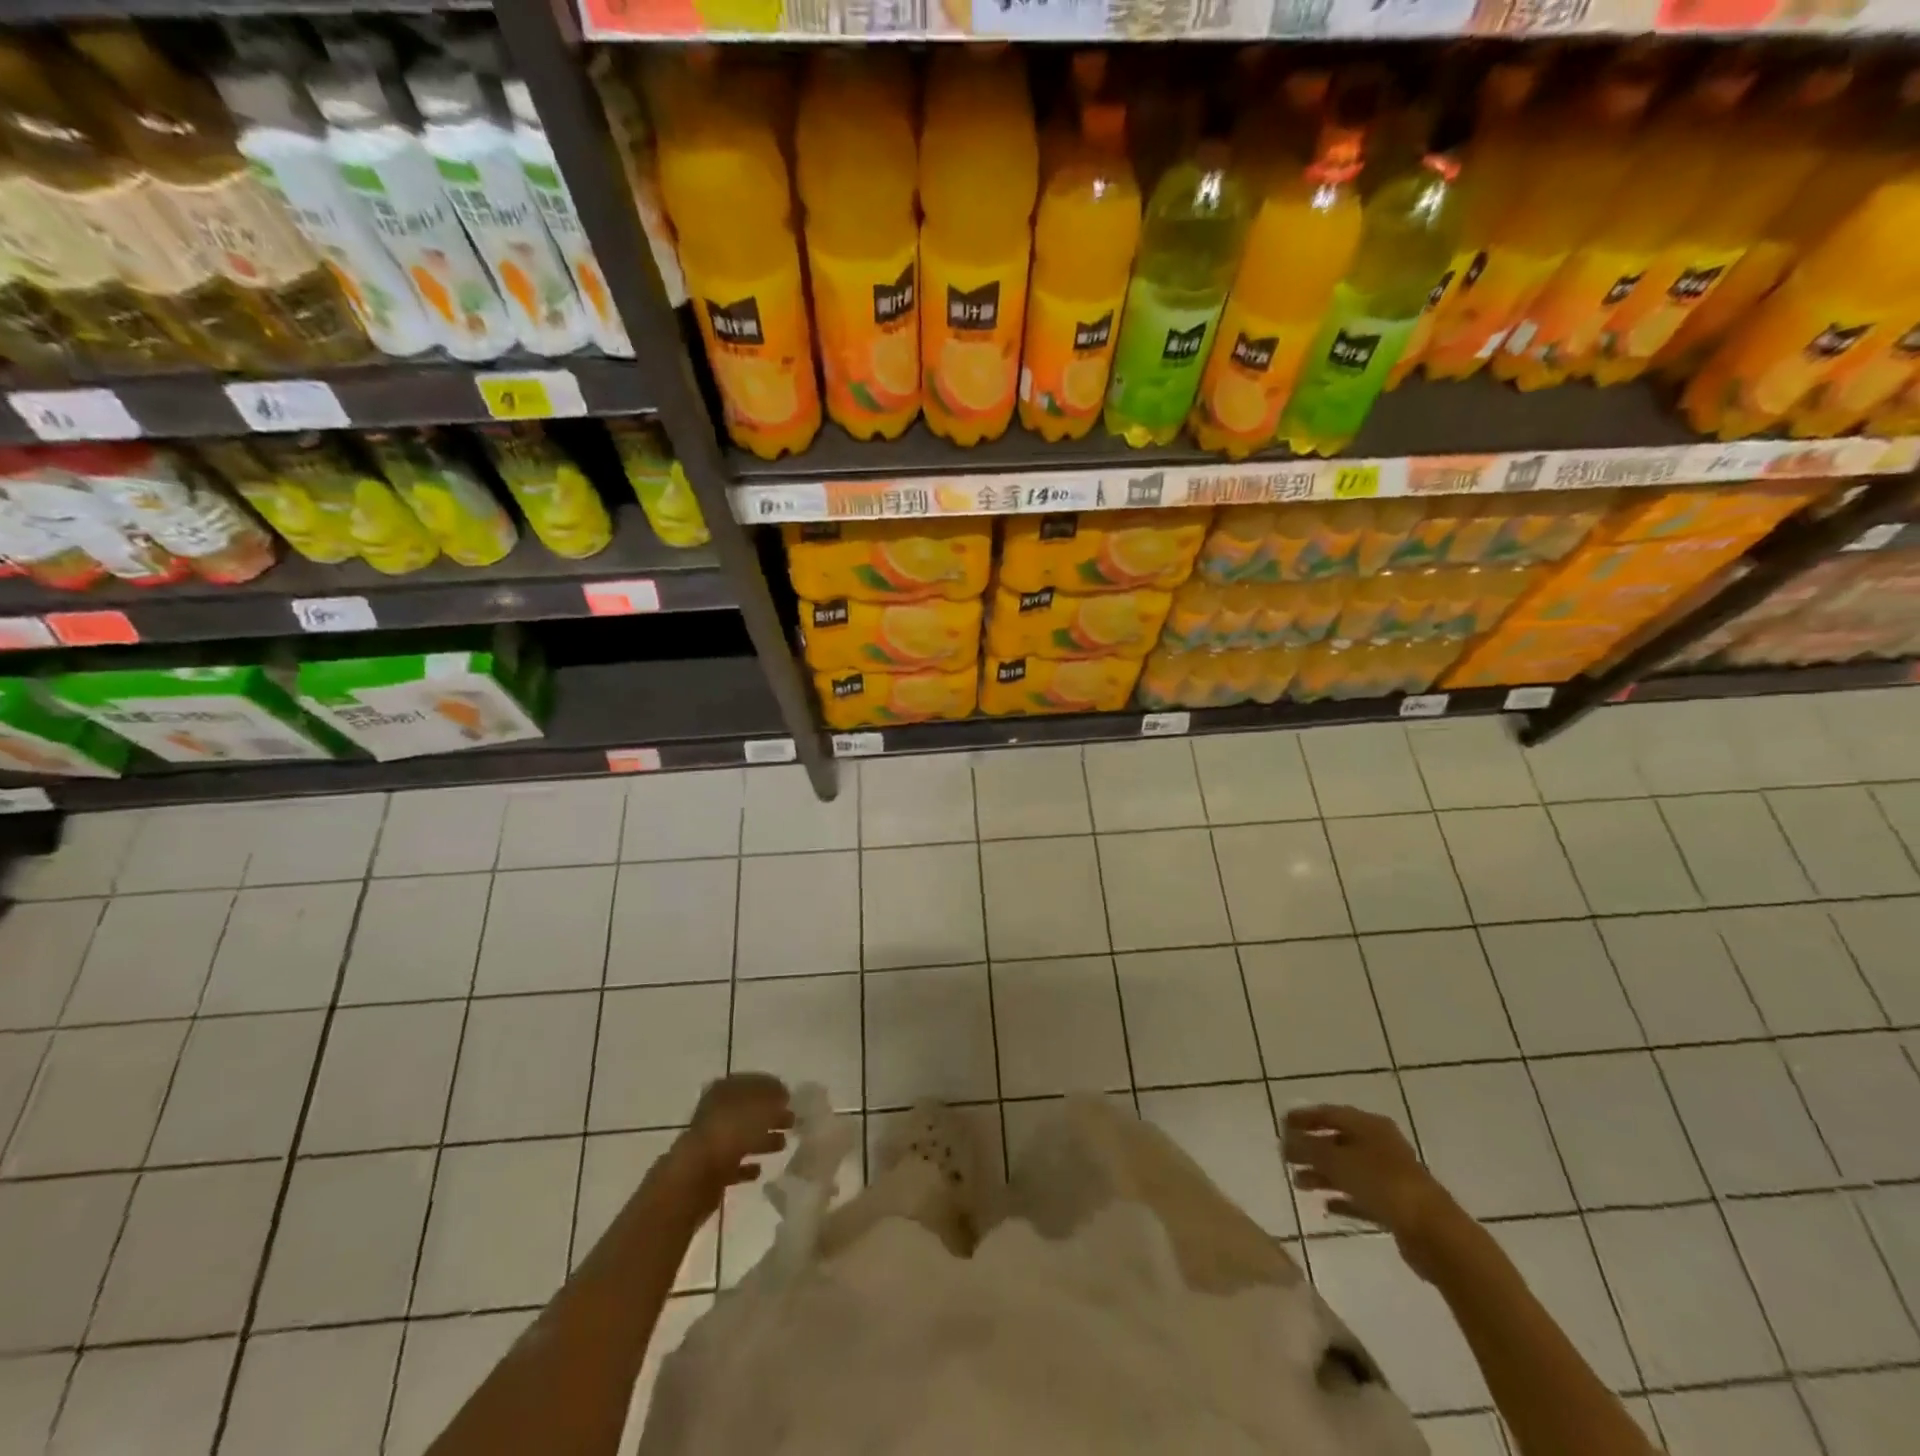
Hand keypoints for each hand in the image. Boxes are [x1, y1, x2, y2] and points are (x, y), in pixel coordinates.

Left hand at [668, 1073, 794, 1208]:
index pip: (750, 1083)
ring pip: (743, 1138)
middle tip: (792, 1121)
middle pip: (748, 1111)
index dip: (771, 1088)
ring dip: (763, 1140)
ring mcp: (711, 1143)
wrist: (696, 1177)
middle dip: (770, 1115)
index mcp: (723, 1092)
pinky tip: (759, 1170)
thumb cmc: (730, 1132)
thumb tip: (783, 1095)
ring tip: (783, 1144)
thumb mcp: (760, 1105)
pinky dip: (747, 1167)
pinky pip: (733, 1166)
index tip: (790, 1097)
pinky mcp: (711, 1172)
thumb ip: (774, 1097)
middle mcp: (715, 1114)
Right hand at [1282, 1104, 1461, 1279]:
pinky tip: (1326, 1206)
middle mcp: (1380, 1146)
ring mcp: (1390, 1176)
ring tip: (1298, 1183)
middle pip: (1338, 1141)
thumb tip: (1286, 1140)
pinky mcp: (1395, 1206)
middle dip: (1311, 1148)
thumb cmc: (1382, 1184)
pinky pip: (1361, 1196)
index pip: (1330, 1113)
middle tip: (1286, 1156)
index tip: (1281, 1124)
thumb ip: (1308, 1148)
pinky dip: (1342, 1198)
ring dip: (1322, 1174)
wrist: (1434, 1232)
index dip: (1304, 1117)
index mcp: (1369, 1126)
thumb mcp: (1337, 1160)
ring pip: (1348, 1170)